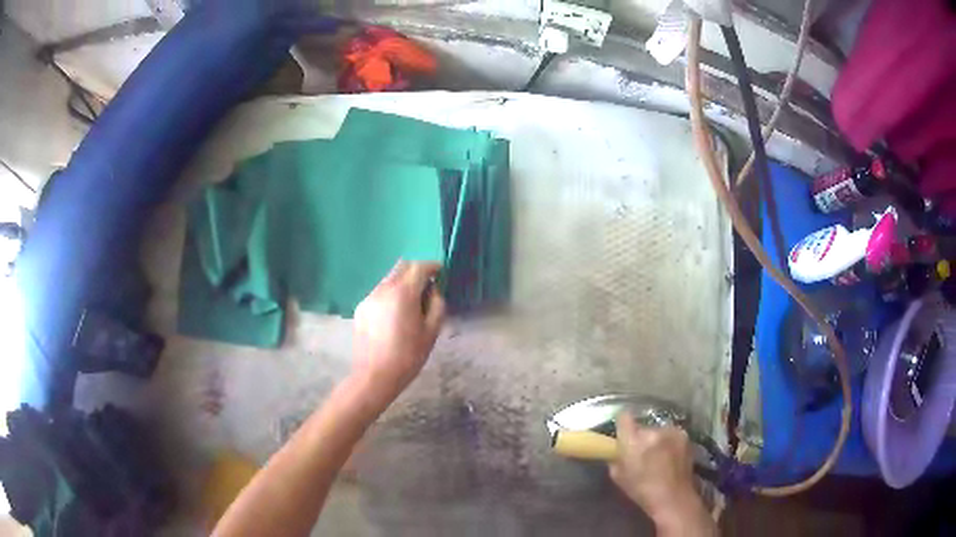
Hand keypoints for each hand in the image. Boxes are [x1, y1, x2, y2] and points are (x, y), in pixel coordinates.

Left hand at [351, 261, 445, 408]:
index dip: (433, 267)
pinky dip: (390, 295)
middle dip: (416, 272)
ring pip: (389, 279)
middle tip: (427, 287)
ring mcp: (369, 297)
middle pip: (402, 267)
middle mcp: (383, 289)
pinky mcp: (361, 308)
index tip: (441, 273)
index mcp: (403, 293)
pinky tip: (394, 316)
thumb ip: (436, 305)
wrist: (374, 376)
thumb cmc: (408, 356)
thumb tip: (433, 291)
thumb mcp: (431, 332)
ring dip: (402, 283)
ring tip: (410, 304)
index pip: (419, 267)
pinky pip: (379, 293)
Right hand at [609, 412, 713, 535]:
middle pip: (642, 426)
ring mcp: (671, 431)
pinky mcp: (684, 435)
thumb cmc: (641, 490)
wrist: (673, 497)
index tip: (622, 433)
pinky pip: (671, 434)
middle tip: (641, 453)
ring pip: (657, 430)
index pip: (624, 417)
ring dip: (656, 439)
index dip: (622, 424)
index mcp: (633, 441)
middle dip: (640, 437)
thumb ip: (616, 457)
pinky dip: (668, 442)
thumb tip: (617, 450)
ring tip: (658, 456)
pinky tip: (670, 457)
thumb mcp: (617, 476)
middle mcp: (653, 431)